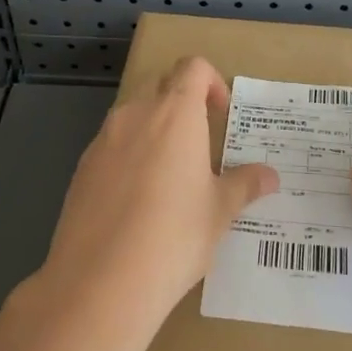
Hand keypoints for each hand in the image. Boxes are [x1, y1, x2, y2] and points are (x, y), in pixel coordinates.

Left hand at [34, 56, 278, 342]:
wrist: (99, 282)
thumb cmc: (174, 237)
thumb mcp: (219, 212)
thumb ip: (244, 185)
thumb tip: (270, 176)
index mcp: (175, 114)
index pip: (192, 67)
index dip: (211, 81)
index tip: (221, 113)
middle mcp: (136, 115)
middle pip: (160, 83)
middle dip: (181, 100)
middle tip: (200, 139)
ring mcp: (103, 140)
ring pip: (132, 114)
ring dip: (153, 127)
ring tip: (170, 172)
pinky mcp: (81, 168)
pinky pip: (111, 145)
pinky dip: (128, 154)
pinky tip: (138, 199)